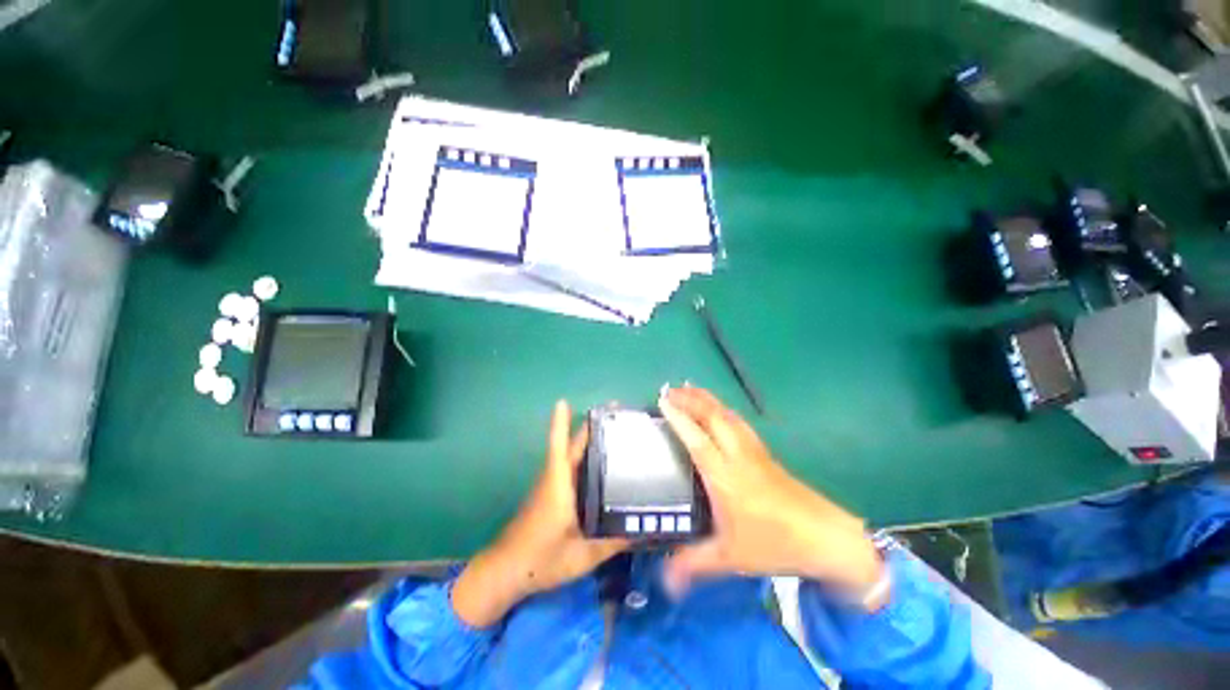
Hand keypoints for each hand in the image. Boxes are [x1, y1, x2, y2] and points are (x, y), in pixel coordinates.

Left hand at [452, 401, 628, 627]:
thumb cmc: (541, 560)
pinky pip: (570, 468)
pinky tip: (601, 465)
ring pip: (570, 455)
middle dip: (590, 427)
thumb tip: (645, 531)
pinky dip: (584, 457)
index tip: (564, 401)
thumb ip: (613, 543)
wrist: (506, 572)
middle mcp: (554, 479)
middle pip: (571, 445)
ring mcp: (551, 486)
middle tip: (616, 414)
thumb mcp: (582, 556)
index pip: (559, 446)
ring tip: (615, 433)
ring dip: (588, 440)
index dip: (560, 423)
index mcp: (559, 485)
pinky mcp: (551, 495)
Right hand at [659, 387, 885, 607]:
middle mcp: (737, 456)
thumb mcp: (730, 558)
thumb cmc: (774, 544)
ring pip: (727, 415)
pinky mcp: (765, 453)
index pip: (697, 439)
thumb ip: (694, 564)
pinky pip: (739, 422)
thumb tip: (663, 580)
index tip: (662, 402)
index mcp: (725, 477)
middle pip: (713, 417)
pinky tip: (719, 409)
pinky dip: (723, 409)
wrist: (825, 538)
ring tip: (689, 389)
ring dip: (707, 399)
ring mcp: (753, 451)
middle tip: (670, 389)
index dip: (679, 418)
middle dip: (690, 399)